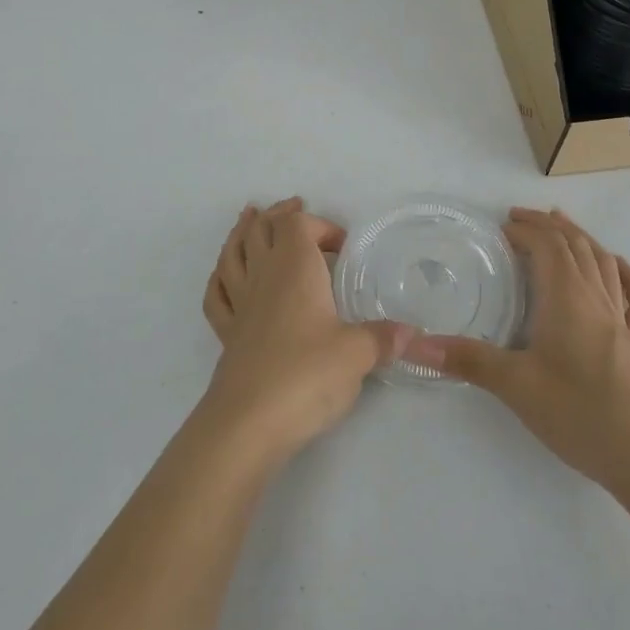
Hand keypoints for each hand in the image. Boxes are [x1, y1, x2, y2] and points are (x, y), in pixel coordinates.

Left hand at [200, 198, 413, 462]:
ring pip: (232, 254)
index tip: (343, 247)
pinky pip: (217, 295)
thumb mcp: (357, 354)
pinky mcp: (227, 334)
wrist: (250, 421)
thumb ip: (383, 339)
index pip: (297, 225)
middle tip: (292, 207)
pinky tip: (225, 277)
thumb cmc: (307, 374)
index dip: (318, 225)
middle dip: (276, 215)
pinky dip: (220, 278)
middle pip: (260, 230)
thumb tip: (411, 334)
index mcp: (294, 269)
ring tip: (248, 220)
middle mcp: (263, 277)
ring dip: (241, 233)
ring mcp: (240, 304)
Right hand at [405, 208, 629, 488]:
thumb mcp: (515, 386)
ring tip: (564, 225)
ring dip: (582, 239)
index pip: (548, 247)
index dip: (526, 230)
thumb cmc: (579, 413)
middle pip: (577, 247)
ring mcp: (623, 321)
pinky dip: (628, 274)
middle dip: (548, 226)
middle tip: (521, 219)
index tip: (501, 227)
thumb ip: (466, 359)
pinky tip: (620, 269)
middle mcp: (596, 299)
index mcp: (567, 299)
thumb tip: (414, 343)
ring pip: (604, 264)